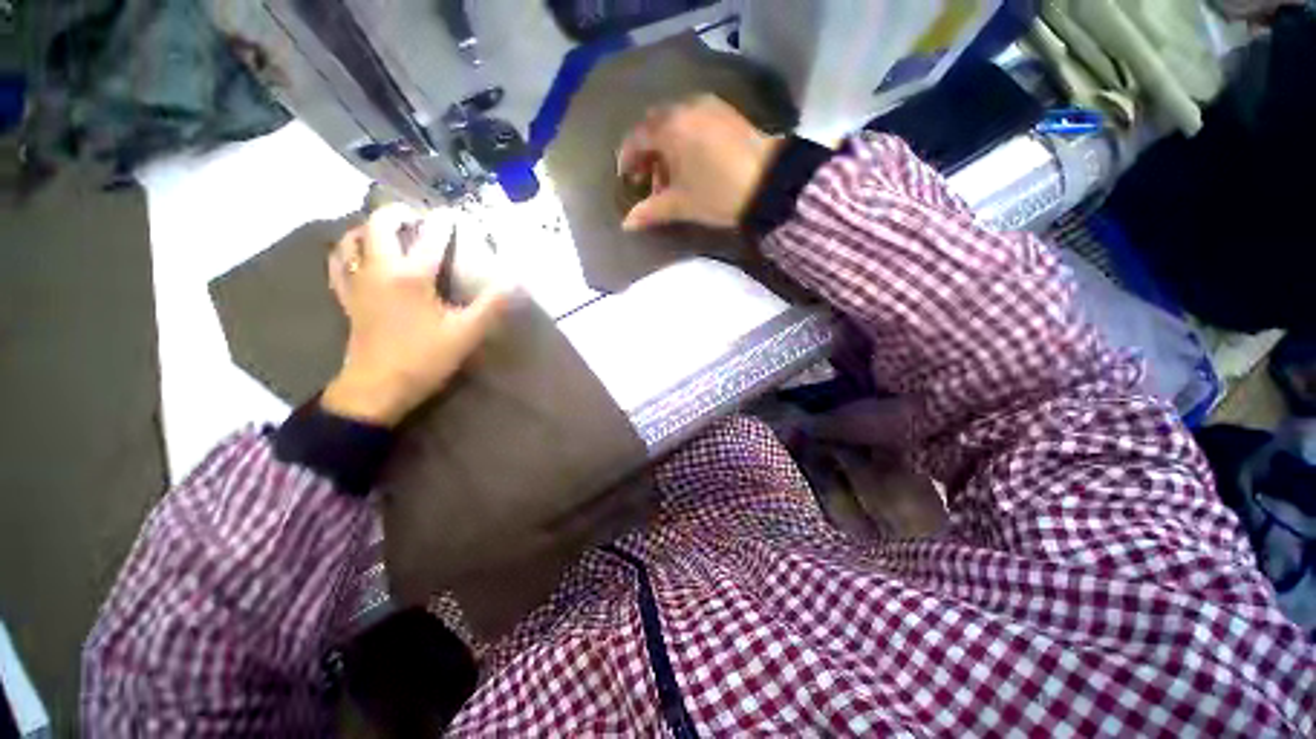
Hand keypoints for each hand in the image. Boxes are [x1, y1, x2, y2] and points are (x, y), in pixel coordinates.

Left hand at [321, 205, 510, 426]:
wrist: (377, 388)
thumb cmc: (424, 359)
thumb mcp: (466, 334)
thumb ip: (491, 306)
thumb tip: (516, 282)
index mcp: (411, 275)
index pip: (430, 236)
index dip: (445, 222)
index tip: (456, 216)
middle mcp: (379, 269)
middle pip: (381, 225)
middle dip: (400, 214)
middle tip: (420, 220)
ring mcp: (358, 282)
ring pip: (353, 238)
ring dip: (371, 227)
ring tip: (390, 231)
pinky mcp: (347, 297)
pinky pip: (338, 262)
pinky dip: (348, 250)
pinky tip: (359, 254)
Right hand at [617, 94, 783, 231]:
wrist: (769, 183)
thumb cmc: (717, 193)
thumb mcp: (681, 205)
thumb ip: (650, 211)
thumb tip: (626, 224)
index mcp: (670, 127)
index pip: (637, 138)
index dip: (627, 158)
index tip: (626, 178)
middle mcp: (686, 108)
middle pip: (656, 126)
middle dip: (647, 151)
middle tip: (646, 177)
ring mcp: (709, 107)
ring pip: (676, 123)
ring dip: (667, 146)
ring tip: (670, 176)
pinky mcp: (727, 113)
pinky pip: (695, 121)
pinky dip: (686, 139)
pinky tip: (692, 162)